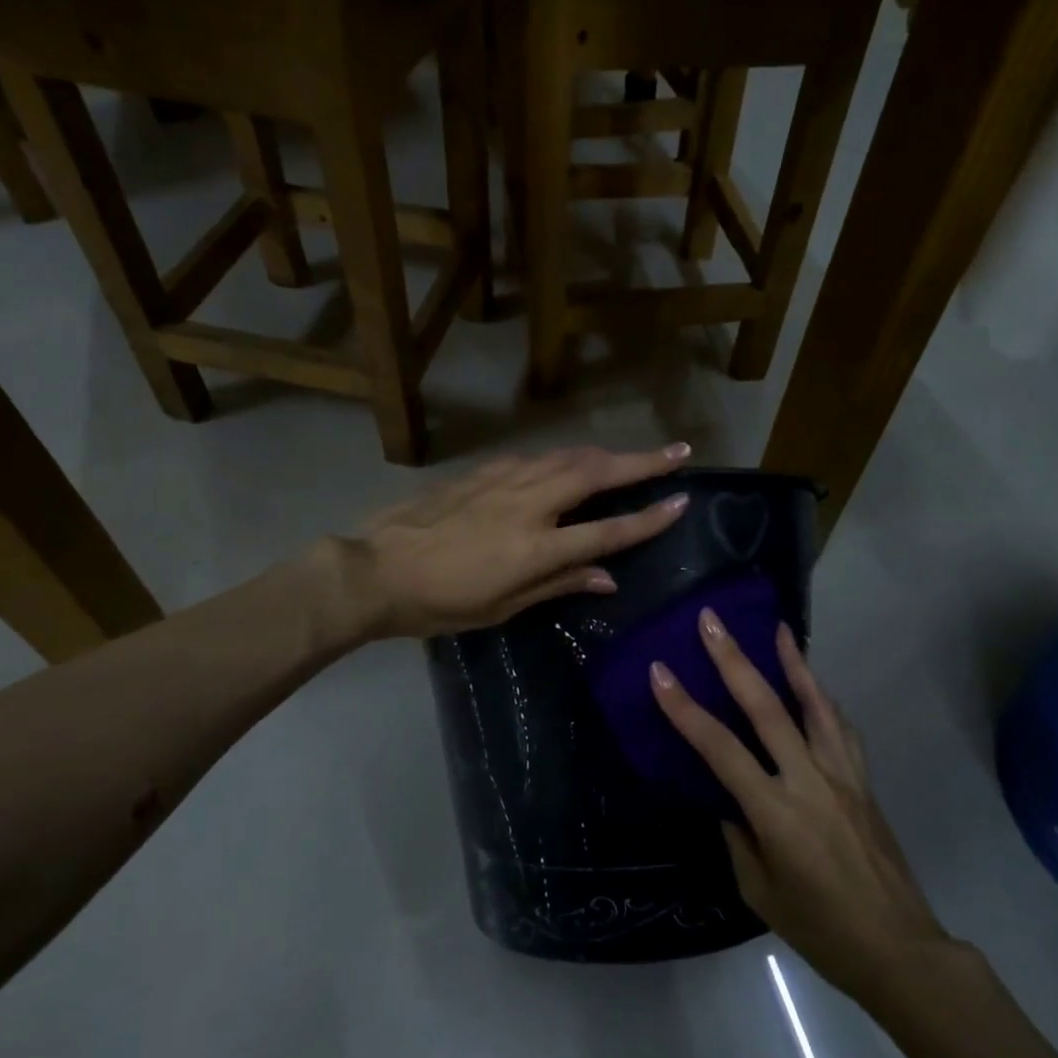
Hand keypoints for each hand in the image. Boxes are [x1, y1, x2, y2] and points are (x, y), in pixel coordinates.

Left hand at [347, 444, 692, 638]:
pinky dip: (563, 459)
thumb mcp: (502, 607)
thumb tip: (607, 577)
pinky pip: (535, 459)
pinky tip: (568, 464)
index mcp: (535, 548)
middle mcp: (528, 504)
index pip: (607, 530)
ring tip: (632, 456)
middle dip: (642, 461)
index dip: (648, 518)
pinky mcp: (482, 472)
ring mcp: (503, 481)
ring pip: (567, 457)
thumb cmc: (440, 602)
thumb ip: (558, 584)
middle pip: (596, 474)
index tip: (681, 501)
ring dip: (606, 454)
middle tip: (678, 450)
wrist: (376, 570)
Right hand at [649, 613, 955, 1006]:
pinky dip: (824, 700)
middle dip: (733, 661)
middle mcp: (808, 781)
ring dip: (793, 663)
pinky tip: (814, 685)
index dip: (685, 709)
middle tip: (712, 622)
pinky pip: (841, 729)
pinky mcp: (863, 781)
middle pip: (766, 708)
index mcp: (775, 812)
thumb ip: (739, 838)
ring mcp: (842, 776)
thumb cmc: (820, 930)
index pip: (720, 749)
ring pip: (815, 705)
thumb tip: (732, 803)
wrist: (898, 950)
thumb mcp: (760, 892)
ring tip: (777, 628)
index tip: (660, 673)